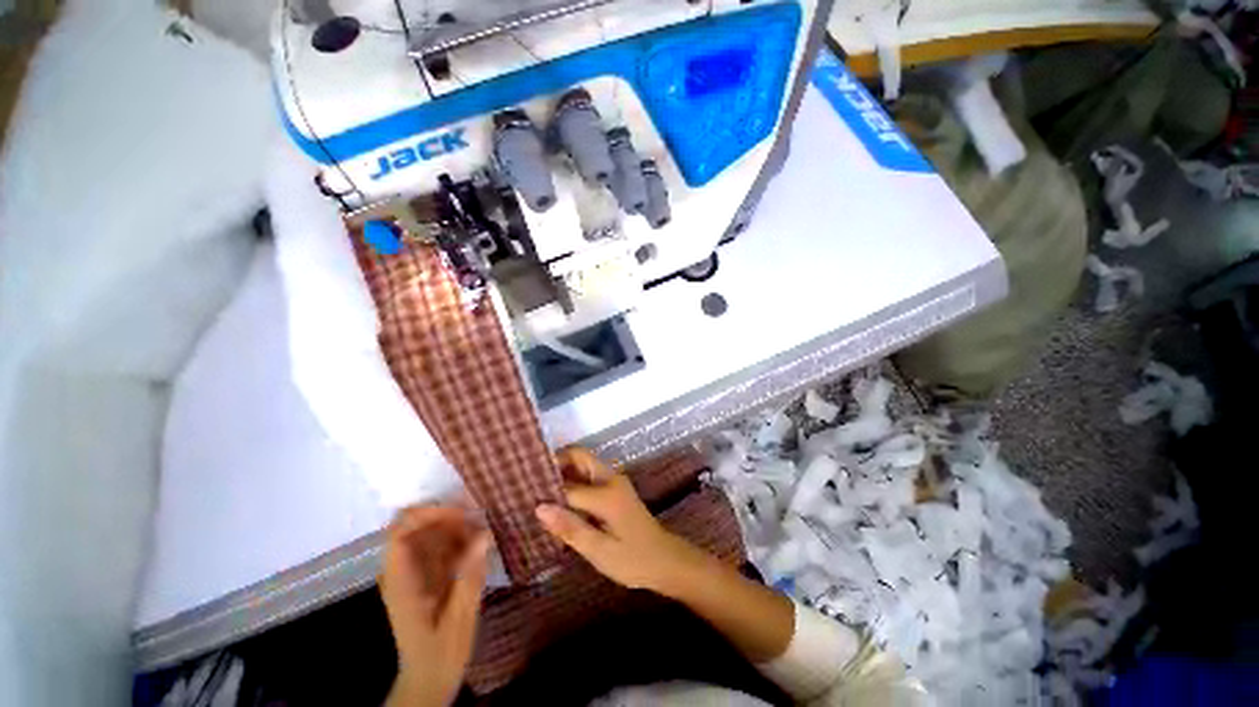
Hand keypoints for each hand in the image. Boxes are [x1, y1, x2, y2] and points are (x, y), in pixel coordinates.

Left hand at [380, 505, 490, 706]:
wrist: (428, 679)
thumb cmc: (441, 653)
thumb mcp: (459, 618)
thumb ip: (469, 576)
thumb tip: (484, 534)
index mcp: (401, 582)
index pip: (400, 532)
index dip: (428, 515)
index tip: (461, 514)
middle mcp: (401, 571)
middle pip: (414, 526)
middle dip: (446, 517)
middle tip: (478, 521)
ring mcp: (411, 573)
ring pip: (428, 532)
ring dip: (455, 527)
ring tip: (482, 535)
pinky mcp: (424, 575)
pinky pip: (438, 545)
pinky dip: (458, 540)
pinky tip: (477, 548)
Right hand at [535, 447, 708, 595]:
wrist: (665, 560)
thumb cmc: (633, 559)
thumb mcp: (600, 551)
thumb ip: (570, 527)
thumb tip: (539, 507)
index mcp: (606, 493)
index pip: (567, 486)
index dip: (544, 489)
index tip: (521, 489)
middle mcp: (611, 478)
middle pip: (579, 457)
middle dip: (555, 463)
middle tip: (529, 480)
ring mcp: (614, 481)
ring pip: (584, 464)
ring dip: (563, 471)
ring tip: (538, 488)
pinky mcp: (615, 488)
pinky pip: (589, 476)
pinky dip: (573, 480)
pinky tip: (559, 499)